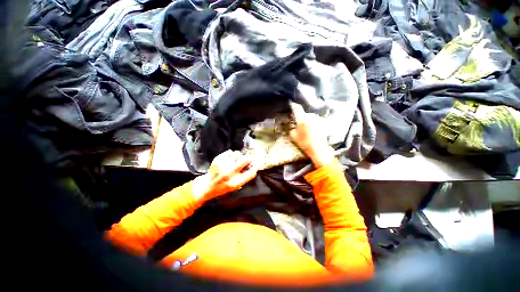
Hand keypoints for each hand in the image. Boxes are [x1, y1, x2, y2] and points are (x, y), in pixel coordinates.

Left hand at [192, 150, 257, 201]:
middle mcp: (230, 173)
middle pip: (245, 159)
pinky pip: (229, 152)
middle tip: (246, 160)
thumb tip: (253, 166)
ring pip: (237, 153)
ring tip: (235, 160)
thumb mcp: (235, 186)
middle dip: (248, 158)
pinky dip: (231, 154)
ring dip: (238, 156)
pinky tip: (228, 159)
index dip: (255, 167)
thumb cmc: (223, 187)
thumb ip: (244, 177)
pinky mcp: (217, 160)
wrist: (207, 186)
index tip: (254, 165)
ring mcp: (223, 166)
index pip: (251, 172)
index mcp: (235, 182)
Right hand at [289, 103, 333, 167]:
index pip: (297, 108)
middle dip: (301, 117)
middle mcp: (310, 116)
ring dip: (307, 120)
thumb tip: (291, 125)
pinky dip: (313, 123)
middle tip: (298, 123)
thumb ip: (291, 128)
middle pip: (304, 113)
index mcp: (302, 119)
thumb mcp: (293, 136)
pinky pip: (315, 120)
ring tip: (306, 128)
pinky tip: (312, 129)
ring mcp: (318, 118)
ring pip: (310, 117)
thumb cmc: (304, 143)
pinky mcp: (323, 122)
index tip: (291, 104)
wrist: (318, 149)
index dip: (293, 105)